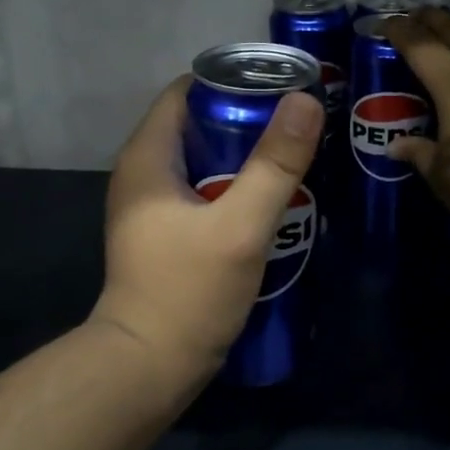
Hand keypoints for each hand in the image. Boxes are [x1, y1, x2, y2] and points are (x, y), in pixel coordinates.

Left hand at [89, 76, 323, 389]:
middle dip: (247, 119)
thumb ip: (274, 164)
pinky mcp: (165, 235)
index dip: (232, 82)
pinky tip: (271, 200)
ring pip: (204, 161)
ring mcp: (151, 207)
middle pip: (198, 125)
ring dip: (244, 157)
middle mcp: (142, 174)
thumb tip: (306, 101)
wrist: (148, 368)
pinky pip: (203, 192)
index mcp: (148, 158)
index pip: (185, 92)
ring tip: (294, 157)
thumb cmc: (188, 291)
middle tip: (299, 124)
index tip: (281, 87)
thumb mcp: (240, 227)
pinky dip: (235, 187)